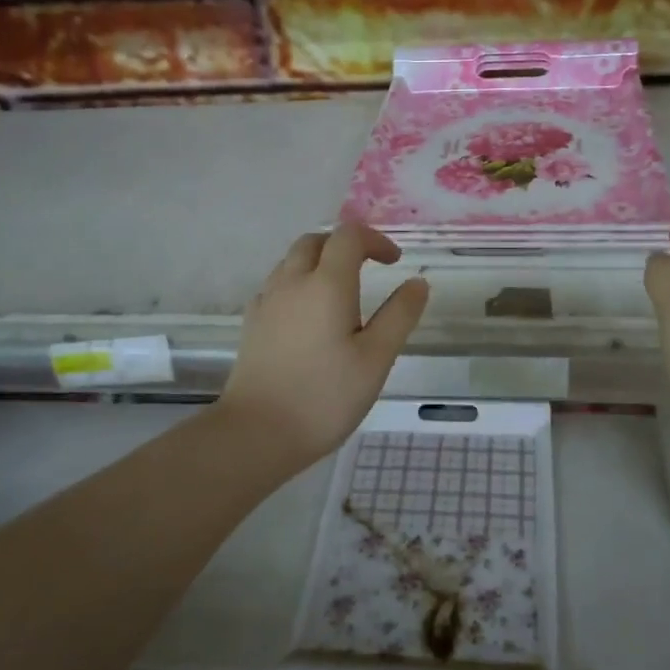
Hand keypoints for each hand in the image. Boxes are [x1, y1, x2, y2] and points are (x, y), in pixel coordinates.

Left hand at [217, 224, 429, 469]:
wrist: (258, 432)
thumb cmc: (325, 396)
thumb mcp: (376, 359)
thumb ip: (399, 316)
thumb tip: (417, 282)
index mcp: (326, 284)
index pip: (348, 236)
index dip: (375, 240)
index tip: (395, 263)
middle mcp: (291, 282)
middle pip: (315, 241)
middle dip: (344, 246)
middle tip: (368, 270)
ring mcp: (266, 302)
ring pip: (291, 262)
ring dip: (318, 264)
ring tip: (341, 296)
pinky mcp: (252, 324)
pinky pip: (277, 287)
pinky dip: (298, 286)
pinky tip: (309, 319)